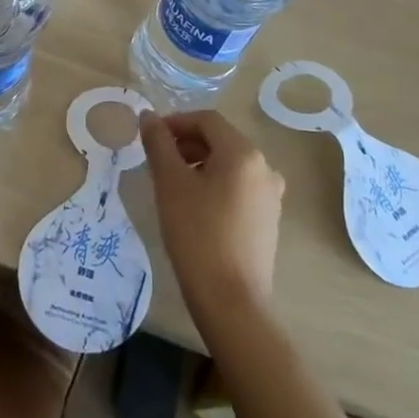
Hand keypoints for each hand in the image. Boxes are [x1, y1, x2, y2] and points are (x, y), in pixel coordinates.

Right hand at [141, 110, 284, 320]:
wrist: (232, 302)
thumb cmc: (197, 234)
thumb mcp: (170, 183)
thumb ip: (158, 143)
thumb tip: (148, 115)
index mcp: (243, 153)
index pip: (206, 120)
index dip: (176, 122)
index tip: (151, 138)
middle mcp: (264, 168)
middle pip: (220, 140)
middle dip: (186, 144)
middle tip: (158, 161)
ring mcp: (270, 196)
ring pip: (229, 165)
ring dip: (199, 164)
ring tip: (172, 185)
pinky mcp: (268, 220)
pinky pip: (238, 188)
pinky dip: (215, 185)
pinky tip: (195, 208)